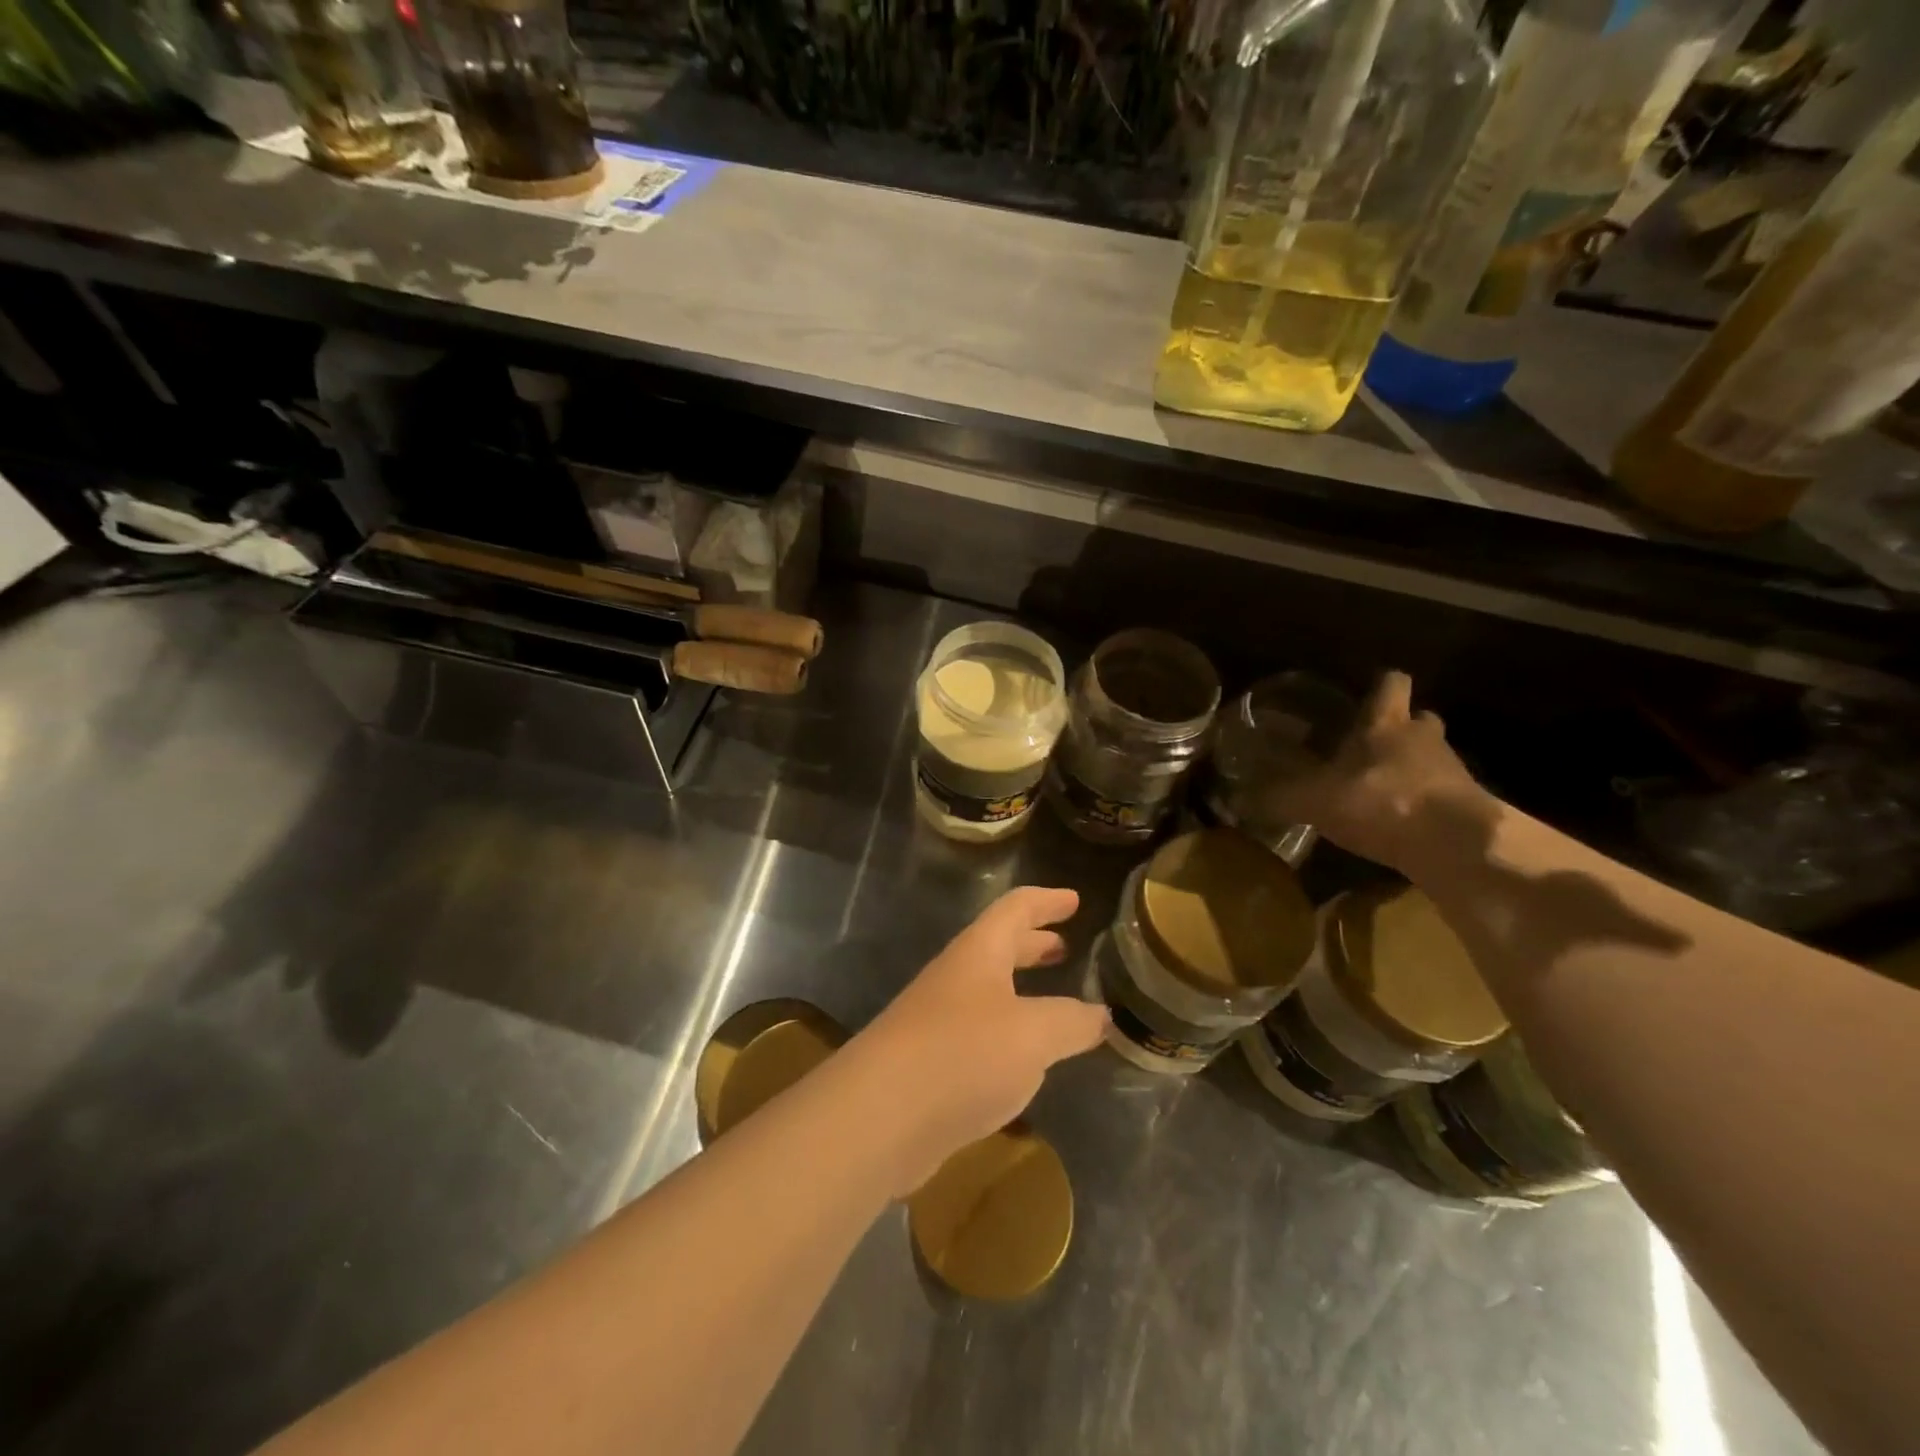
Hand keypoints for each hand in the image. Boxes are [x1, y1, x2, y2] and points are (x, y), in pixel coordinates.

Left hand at [849, 887, 1107, 1194]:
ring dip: (1021, 990)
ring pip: (989, 993)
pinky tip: (1025, 1060)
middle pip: (999, 947)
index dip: (1047, 901)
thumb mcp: (1034, 1034)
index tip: (1075, 899)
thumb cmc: (963, 1054)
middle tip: (1066, 946)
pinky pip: (979, 1035)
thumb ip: (1072, 1022)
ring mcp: (938, 1020)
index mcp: (979, 953)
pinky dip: (1009, 1035)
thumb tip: (1102, 1016)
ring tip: (1055, 1002)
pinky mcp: (931, 1064)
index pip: (1016, 908)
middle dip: (1033, 944)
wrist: (879, 1116)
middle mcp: (956, 978)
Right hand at [1273, 671, 1491, 876]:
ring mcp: (1451, 771)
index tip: (1366, 693)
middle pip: (1418, 719)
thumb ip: (1277, 798)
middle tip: (1370, 747)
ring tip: (1381, 790)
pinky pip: (1440, 795)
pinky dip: (1423, 804)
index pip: (1391, 683)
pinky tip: (1400, 825)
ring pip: (1432, 757)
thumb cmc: (1382, 801)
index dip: (1380, 686)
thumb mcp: (1315, 801)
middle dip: (1399, 730)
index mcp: (1385, 723)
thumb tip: (1234, 799)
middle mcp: (1422, 738)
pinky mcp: (1468, 806)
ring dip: (1412, 768)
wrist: (1456, 844)